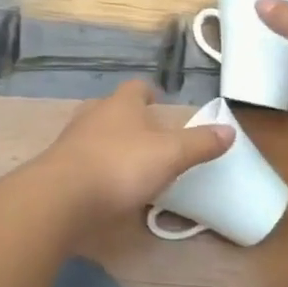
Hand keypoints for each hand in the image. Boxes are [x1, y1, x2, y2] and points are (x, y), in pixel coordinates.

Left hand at [35, 81, 233, 226]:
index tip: (158, 100)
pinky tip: (107, 188)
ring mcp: (71, 142)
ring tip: (129, 163)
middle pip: (112, 109)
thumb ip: (199, 144)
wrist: (61, 198)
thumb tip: (229, 130)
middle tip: (146, 134)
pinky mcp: (58, 169)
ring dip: (110, 145)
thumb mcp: (170, 155)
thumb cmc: (120, 166)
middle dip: (128, 119)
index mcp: (121, 105)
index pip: (136, 87)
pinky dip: (95, 169)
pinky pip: (82, 162)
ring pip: (94, 135)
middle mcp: (93, 116)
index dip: (149, 92)